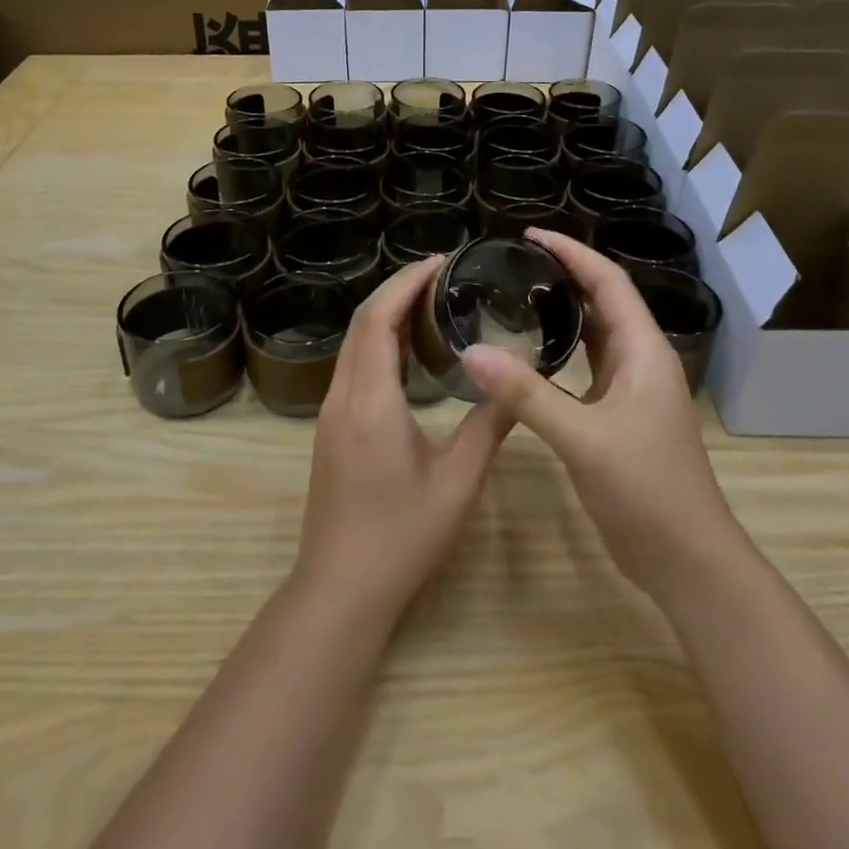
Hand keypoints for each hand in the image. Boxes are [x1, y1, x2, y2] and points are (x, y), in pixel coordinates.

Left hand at [294, 256, 512, 626]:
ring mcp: (330, 412)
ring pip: (353, 343)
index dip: (406, 282)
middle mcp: (342, 396)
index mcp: (371, 401)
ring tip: (431, 302)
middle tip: (443, 274)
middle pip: (361, 323)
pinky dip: (378, 342)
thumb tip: (518, 385)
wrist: (340, 588)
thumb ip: (488, 427)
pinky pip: (353, 366)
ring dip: (385, 314)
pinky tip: (409, 351)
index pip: (378, 319)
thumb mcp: (457, 482)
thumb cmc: (402, 537)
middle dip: (397, 289)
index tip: (441, 261)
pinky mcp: (330, 428)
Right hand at [459, 229, 750, 608]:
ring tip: (519, 296)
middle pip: (605, 302)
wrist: (686, 560)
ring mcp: (632, 392)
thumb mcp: (583, 438)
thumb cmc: (646, 491)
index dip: (573, 253)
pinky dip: (562, 351)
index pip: (609, 282)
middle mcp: (642, 362)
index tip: (530, 236)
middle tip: (515, 264)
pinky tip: (531, 355)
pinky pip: (588, 368)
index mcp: (644, 351)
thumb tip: (471, 352)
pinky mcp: (619, 418)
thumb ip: (527, 394)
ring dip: (565, 312)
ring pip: (597, 336)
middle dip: (566, 275)